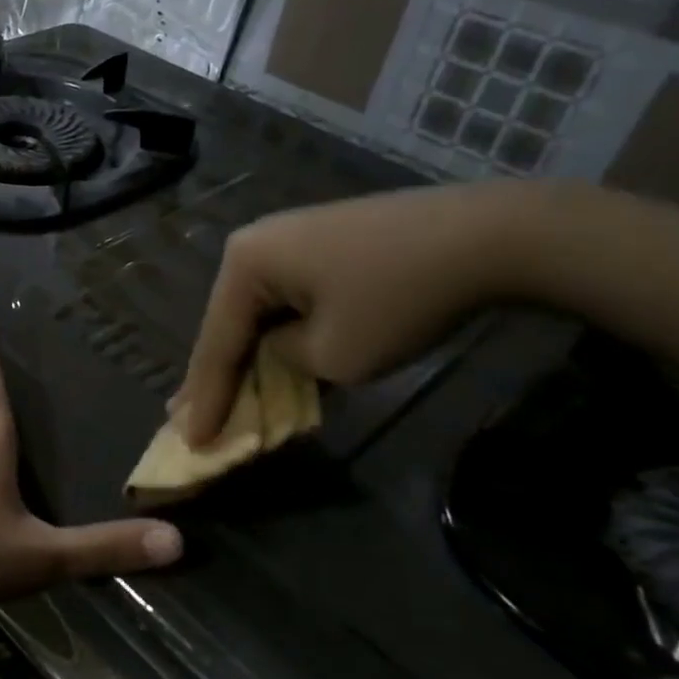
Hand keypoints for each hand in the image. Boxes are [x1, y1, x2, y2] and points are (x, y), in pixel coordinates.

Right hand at [171, 184, 529, 444]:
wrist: (489, 236)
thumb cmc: (399, 299)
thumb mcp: (333, 355)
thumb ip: (285, 362)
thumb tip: (283, 350)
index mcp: (245, 263)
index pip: (217, 344)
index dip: (204, 399)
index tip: (190, 442)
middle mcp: (256, 243)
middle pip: (229, 324)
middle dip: (216, 375)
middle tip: (189, 420)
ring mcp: (289, 239)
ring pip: (258, 312)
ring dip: (249, 355)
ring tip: (221, 395)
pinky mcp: (321, 244)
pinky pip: (286, 299)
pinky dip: (280, 334)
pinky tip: (269, 359)